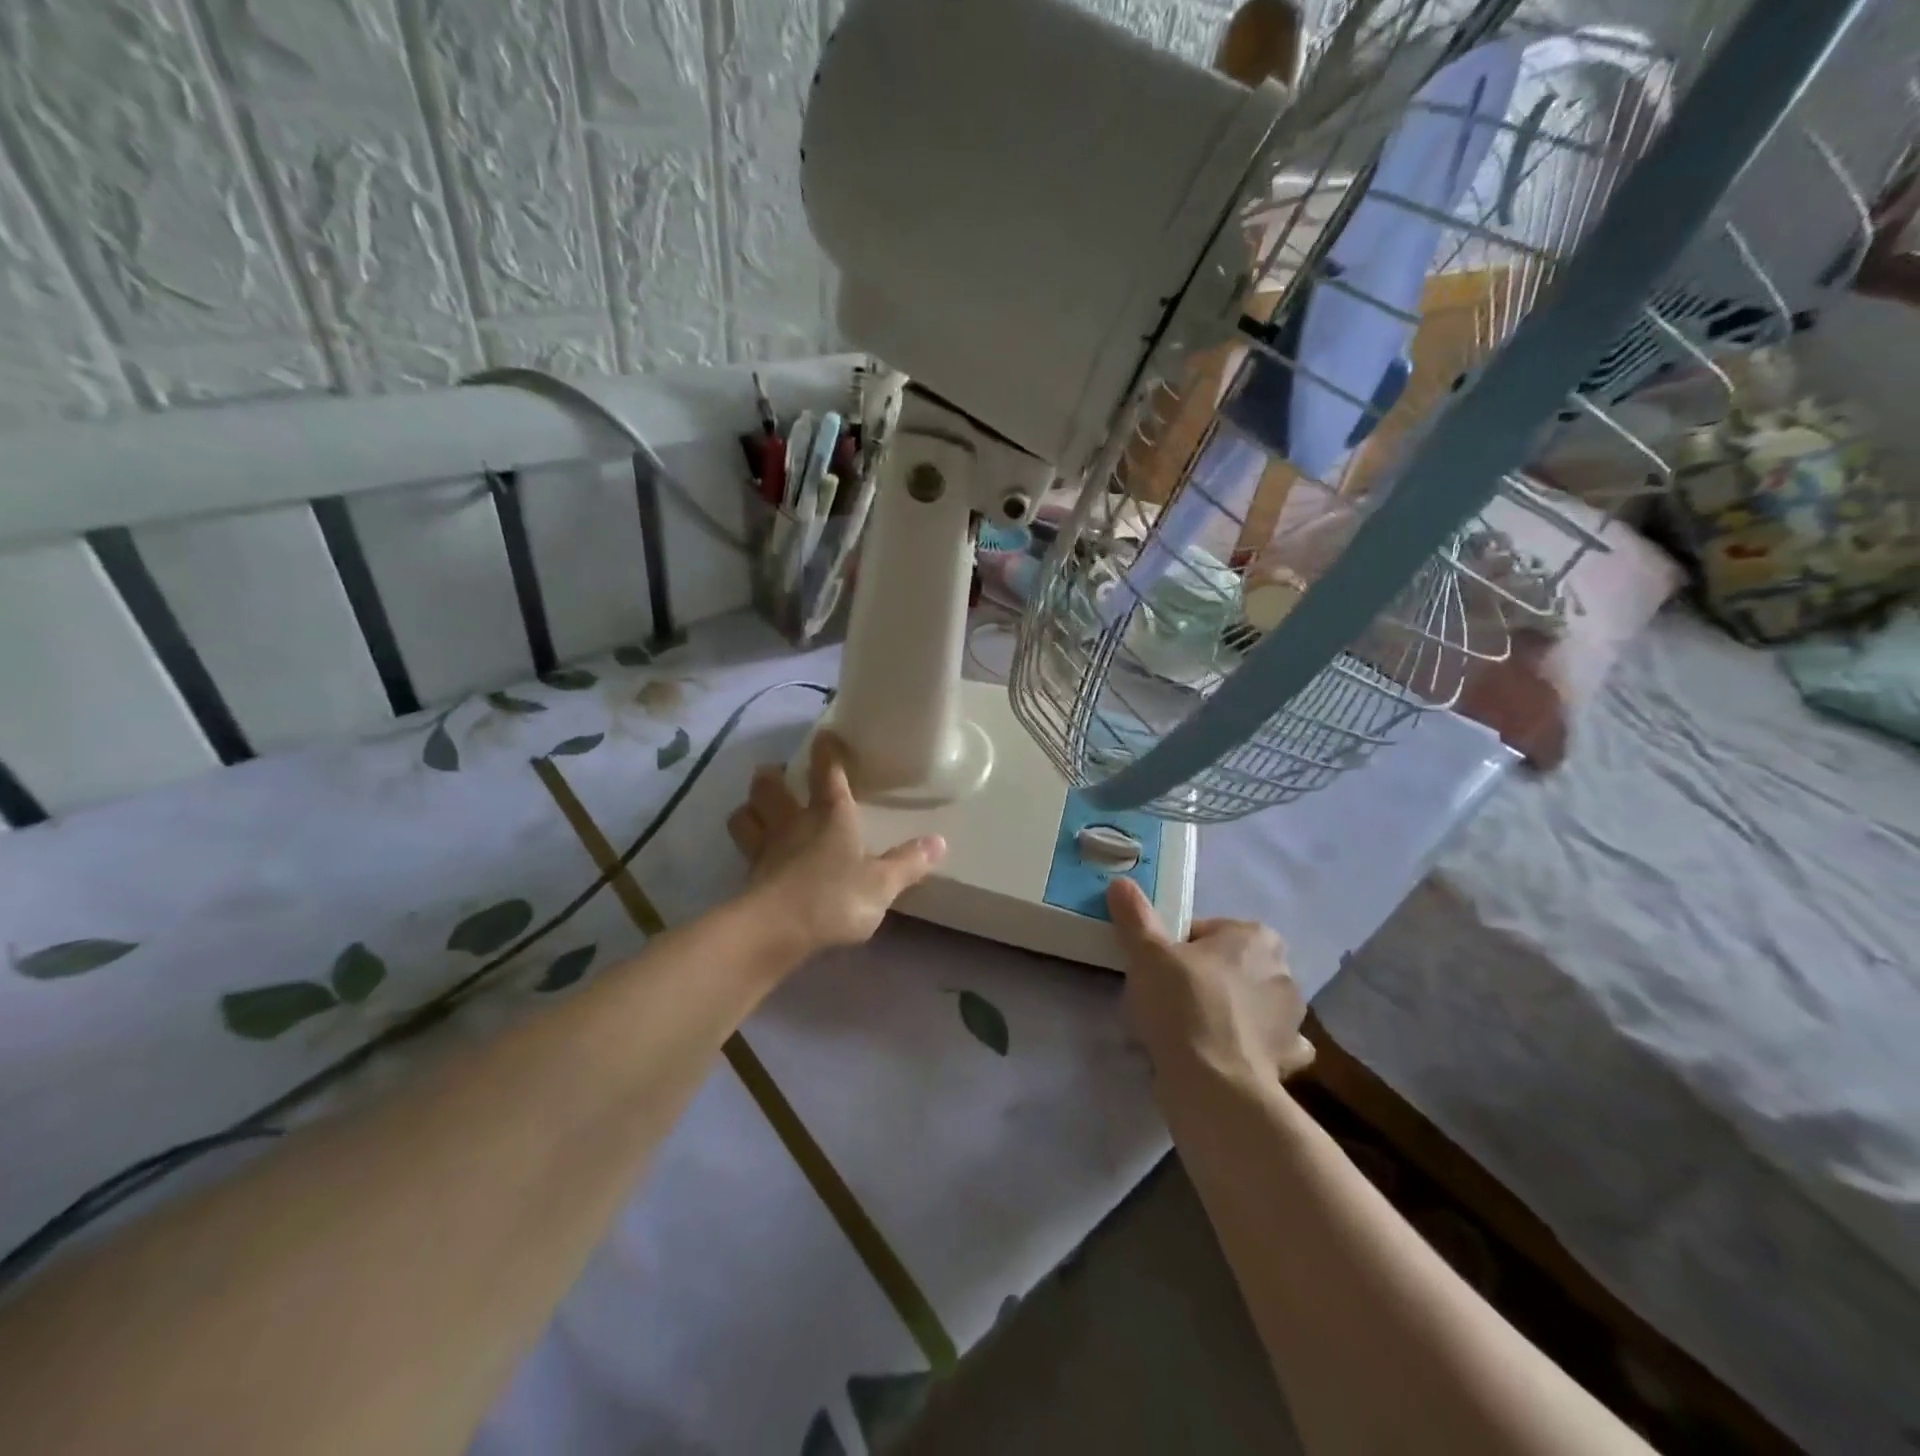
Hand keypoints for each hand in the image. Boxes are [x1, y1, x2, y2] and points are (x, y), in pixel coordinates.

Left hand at [727, 733, 945, 957]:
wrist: (775, 931)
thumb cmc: (834, 898)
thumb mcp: (882, 884)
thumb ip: (908, 863)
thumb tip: (938, 842)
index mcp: (830, 815)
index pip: (827, 771)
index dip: (827, 751)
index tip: (826, 737)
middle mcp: (793, 822)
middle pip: (771, 785)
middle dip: (773, 775)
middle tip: (782, 776)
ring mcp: (765, 848)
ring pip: (746, 814)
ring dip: (751, 806)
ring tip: (760, 809)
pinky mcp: (748, 876)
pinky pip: (743, 849)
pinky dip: (748, 844)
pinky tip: (758, 855)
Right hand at [1106, 878, 1313, 1083]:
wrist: (1214, 1085)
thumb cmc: (1183, 1005)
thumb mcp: (1147, 953)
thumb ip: (1135, 915)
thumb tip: (1121, 883)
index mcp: (1255, 937)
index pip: (1206, 931)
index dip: (1176, 946)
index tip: (1156, 967)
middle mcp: (1282, 971)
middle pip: (1230, 965)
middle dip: (1205, 976)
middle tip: (1167, 996)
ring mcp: (1291, 1019)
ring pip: (1251, 1004)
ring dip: (1230, 1011)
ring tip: (1189, 1030)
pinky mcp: (1288, 1059)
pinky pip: (1268, 1044)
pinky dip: (1252, 1046)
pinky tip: (1226, 1053)